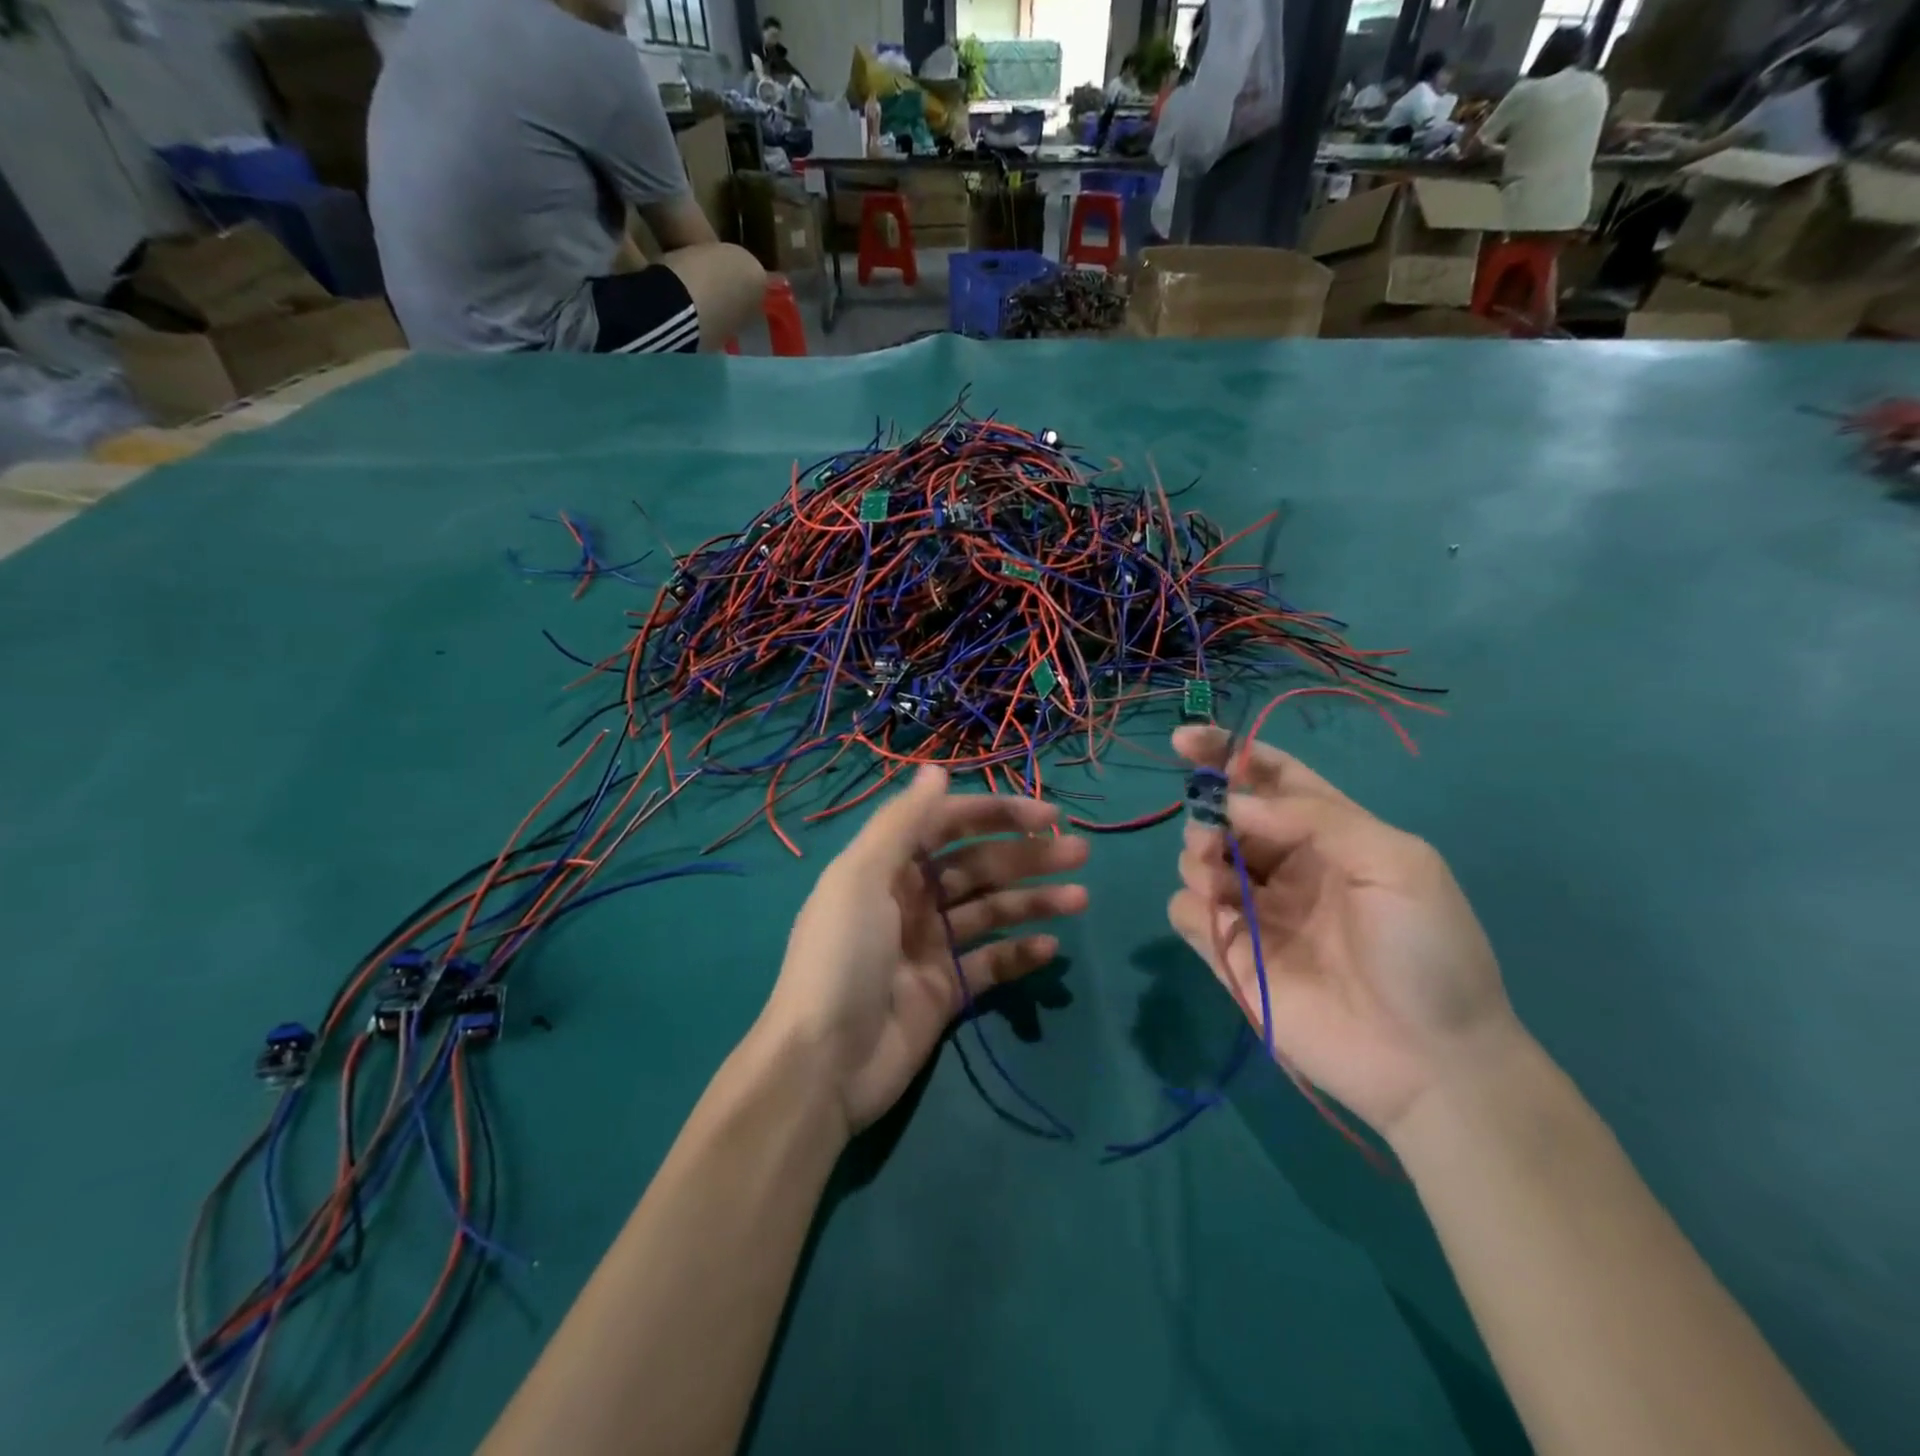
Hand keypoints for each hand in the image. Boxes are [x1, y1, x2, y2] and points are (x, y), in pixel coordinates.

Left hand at [762, 765, 1089, 1135]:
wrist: (824, 1063)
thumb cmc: (842, 957)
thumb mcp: (862, 877)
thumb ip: (902, 823)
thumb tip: (936, 770)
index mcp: (888, 865)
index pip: (950, 824)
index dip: (997, 814)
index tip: (1047, 816)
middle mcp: (911, 898)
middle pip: (979, 865)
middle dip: (1027, 855)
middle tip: (1079, 852)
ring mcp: (931, 945)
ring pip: (992, 910)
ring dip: (1034, 900)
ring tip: (1080, 898)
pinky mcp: (947, 990)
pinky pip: (991, 962)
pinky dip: (1020, 952)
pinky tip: (1049, 946)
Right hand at [1167, 726, 1519, 1138]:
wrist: (1429, 1061)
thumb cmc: (1426, 951)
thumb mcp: (1397, 862)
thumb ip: (1315, 818)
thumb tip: (1234, 805)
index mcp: (1328, 835)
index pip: (1270, 777)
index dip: (1227, 752)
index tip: (1184, 740)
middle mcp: (1284, 865)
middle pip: (1223, 816)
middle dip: (1207, 814)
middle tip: (1214, 839)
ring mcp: (1254, 910)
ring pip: (1196, 859)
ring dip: (1197, 858)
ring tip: (1218, 882)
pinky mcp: (1229, 954)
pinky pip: (1185, 912)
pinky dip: (1191, 907)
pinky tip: (1219, 923)